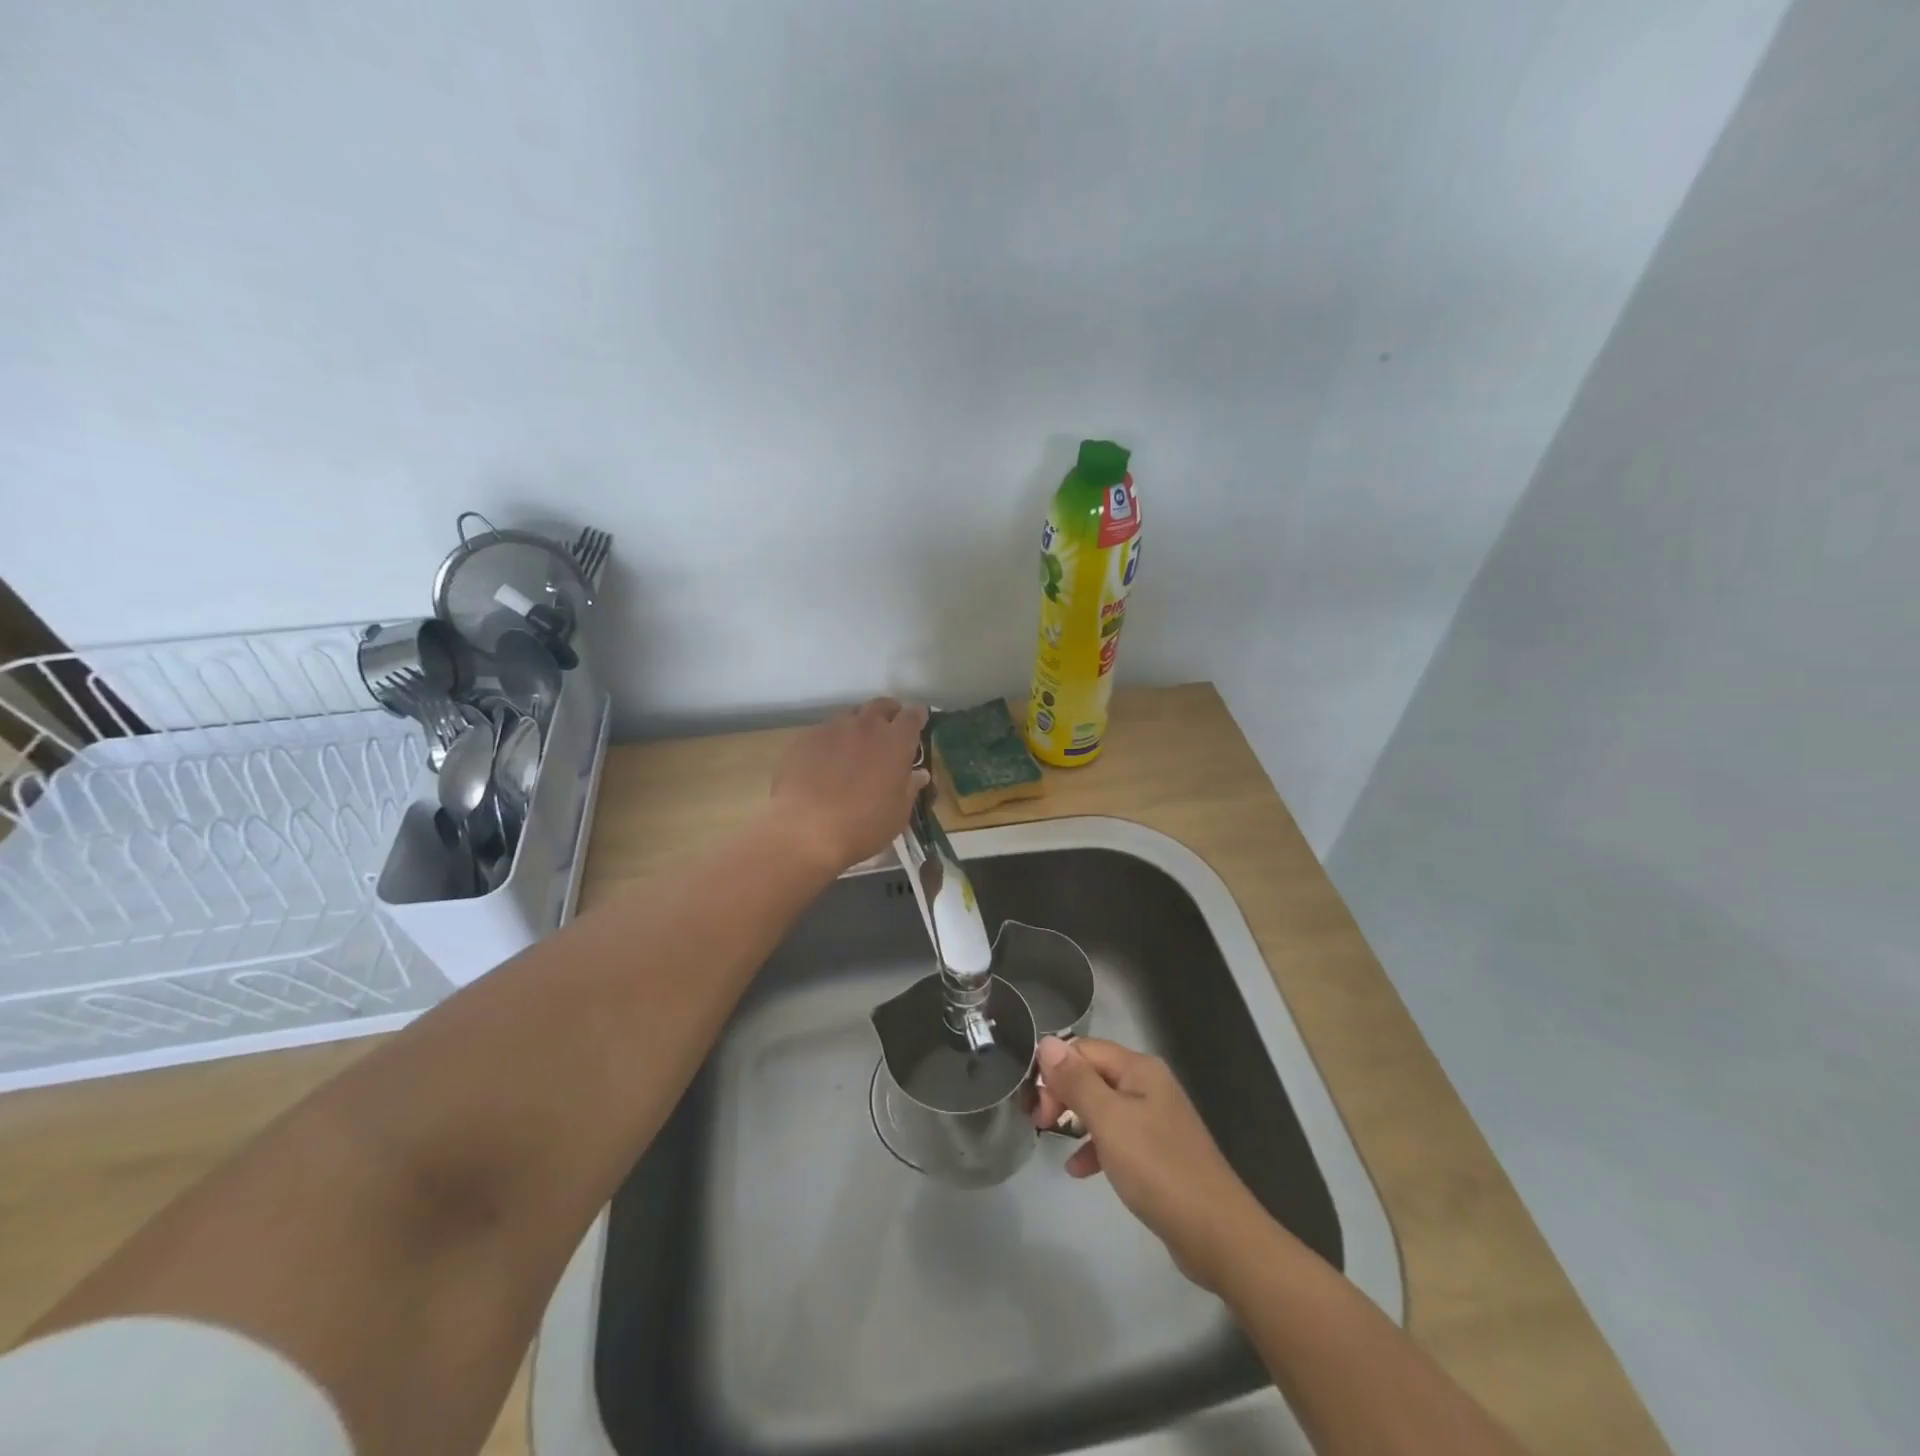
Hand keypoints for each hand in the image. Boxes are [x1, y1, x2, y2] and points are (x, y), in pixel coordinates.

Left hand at [771, 698, 929, 872]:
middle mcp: (866, 726)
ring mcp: (833, 729)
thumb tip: (918, 773)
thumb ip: (910, 787)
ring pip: (851, 716)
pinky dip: (833, 741)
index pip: (913, 715)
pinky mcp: (806, 739)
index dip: (917, 716)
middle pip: (881, 705)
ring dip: (859, 725)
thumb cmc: (863, 826)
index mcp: (895, 741)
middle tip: (889, 730)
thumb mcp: (898, 813)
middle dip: (889, 713)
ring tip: (856, 748)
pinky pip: (825, 732)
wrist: (805, 830)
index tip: (919, 722)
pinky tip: (826, 763)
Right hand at [1034, 1036, 1270, 1292]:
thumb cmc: (1158, 1168)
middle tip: (1041, 1124)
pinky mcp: (1157, 1152)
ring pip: (1102, 1106)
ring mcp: (1155, 1119)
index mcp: (1139, 1068)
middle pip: (1092, 1074)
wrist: (1217, 1234)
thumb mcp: (1109, 1121)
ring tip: (1052, 1142)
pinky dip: (1095, 1147)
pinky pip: (1116, 1137)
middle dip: (1063, 1094)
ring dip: (1075, 1119)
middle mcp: (1148, 1085)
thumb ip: (1076, 1081)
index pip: (1083, 1049)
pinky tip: (1079, 1170)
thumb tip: (1046, 1041)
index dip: (1055, 1071)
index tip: (1036, 1106)